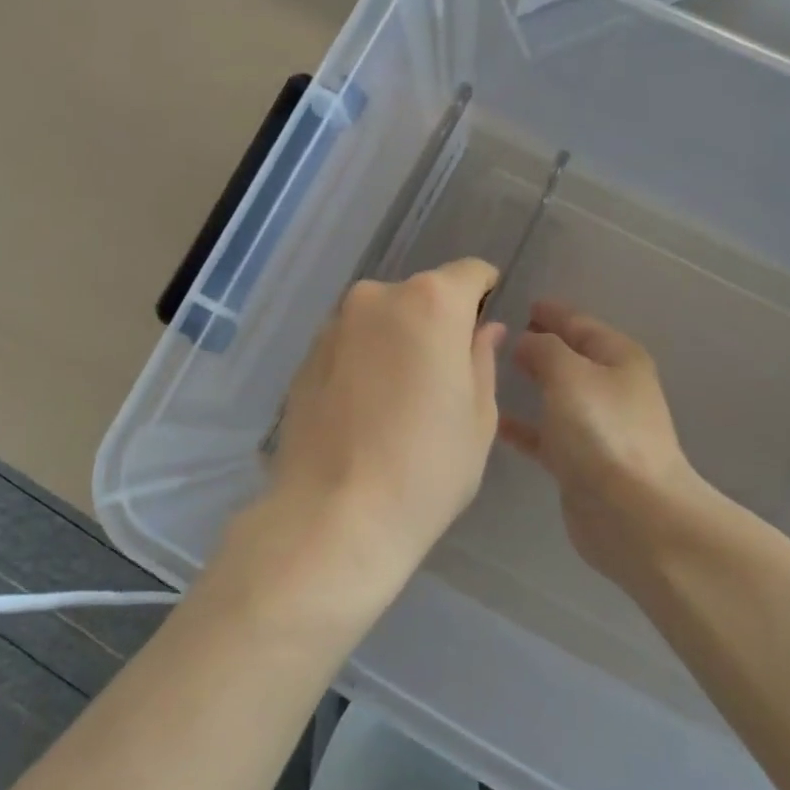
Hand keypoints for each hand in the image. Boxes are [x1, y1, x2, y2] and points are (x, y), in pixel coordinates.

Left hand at [223, 259, 506, 627]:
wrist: (332, 516)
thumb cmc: (426, 468)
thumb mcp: (477, 417)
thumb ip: (481, 359)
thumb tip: (484, 329)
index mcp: (430, 303)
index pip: (468, 273)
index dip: (483, 293)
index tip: (484, 326)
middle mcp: (376, 298)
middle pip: (421, 296)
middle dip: (438, 324)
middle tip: (444, 378)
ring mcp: (334, 326)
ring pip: (382, 321)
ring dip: (397, 343)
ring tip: (400, 402)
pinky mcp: (305, 357)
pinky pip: (351, 345)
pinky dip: (365, 362)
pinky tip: (366, 411)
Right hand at [499, 300, 720, 593]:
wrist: (632, 514)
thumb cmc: (602, 432)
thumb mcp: (569, 374)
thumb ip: (542, 349)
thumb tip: (525, 341)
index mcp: (618, 358)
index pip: (579, 323)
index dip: (551, 312)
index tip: (518, 303)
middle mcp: (611, 388)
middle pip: (569, 357)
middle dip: (537, 345)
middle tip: (496, 335)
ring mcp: (597, 427)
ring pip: (556, 395)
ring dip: (529, 383)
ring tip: (487, 372)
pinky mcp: (581, 462)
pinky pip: (545, 433)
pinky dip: (523, 425)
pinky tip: (491, 421)